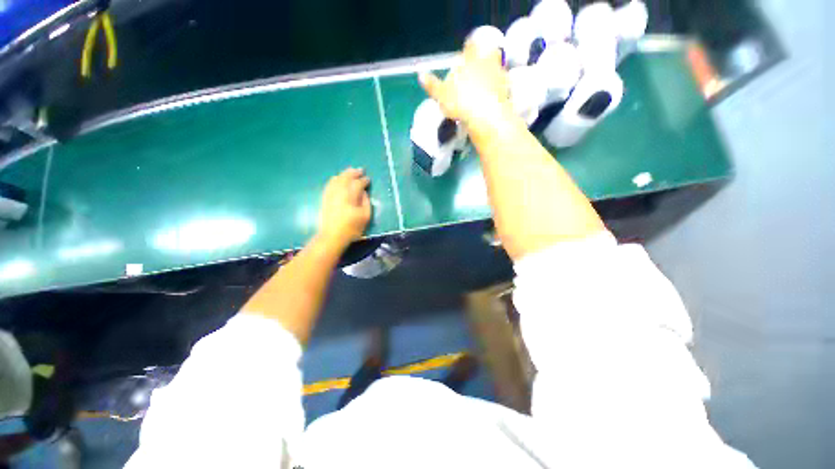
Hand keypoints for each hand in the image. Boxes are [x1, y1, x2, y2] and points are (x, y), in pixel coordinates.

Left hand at [317, 168, 371, 248]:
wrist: (332, 236)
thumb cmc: (352, 228)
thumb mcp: (365, 217)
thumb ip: (366, 202)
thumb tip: (364, 192)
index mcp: (350, 196)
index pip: (358, 183)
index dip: (364, 180)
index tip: (368, 179)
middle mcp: (339, 192)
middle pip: (346, 177)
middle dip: (353, 173)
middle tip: (360, 170)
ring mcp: (330, 194)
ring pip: (337, 179)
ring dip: (344, 174)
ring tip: (350, 172)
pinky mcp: (325, 198)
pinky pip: (330, 184)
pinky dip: (336, 179)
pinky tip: (338, 179)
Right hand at [419, 40, 511, 127]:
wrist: (485, 117)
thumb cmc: (461, 102)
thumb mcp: (441, 95)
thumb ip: (432, 85)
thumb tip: (420, 75)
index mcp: (470, 59)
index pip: (470, 46)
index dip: (468, 49)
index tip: (465, 55)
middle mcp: (487, 62)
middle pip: (488, 53)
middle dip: (483, 59)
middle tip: (477, 70)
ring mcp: (499, 76)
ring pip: (496, 69)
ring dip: (492, 74)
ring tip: (484, 86)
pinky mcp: (507, 91)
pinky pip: (502, 86)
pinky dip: (498, 89)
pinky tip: (492, 98)